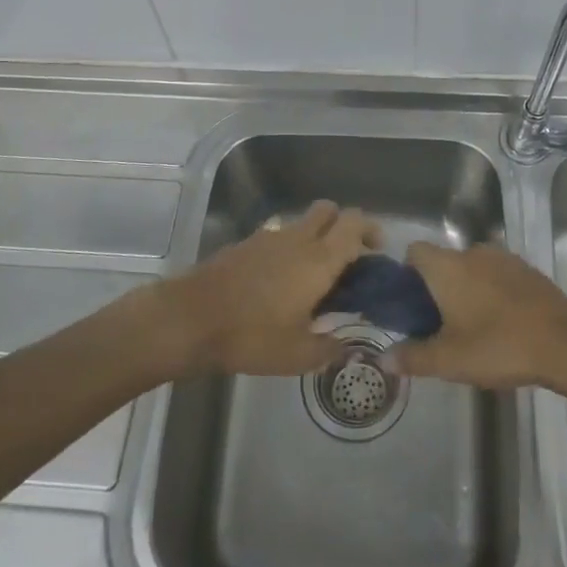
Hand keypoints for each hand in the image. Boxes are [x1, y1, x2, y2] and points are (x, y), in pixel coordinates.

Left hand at [158, 200, 379, 377]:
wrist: (189, 319)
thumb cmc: (250, 337)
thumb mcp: (297, 356)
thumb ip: (329, 349)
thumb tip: (347, 347)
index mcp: (318, 259)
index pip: (354, 223)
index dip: (371, 230)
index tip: (377, 251)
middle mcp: (297, 239)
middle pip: (329, 210)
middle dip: (344, 225)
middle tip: (348, 258)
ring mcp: (269, 238)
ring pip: (302, 222)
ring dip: (315, 238)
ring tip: (313, 277)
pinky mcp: (245, 244)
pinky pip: (278, 237)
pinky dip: (288, 250)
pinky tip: (279, 284)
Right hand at [389, 241, 566, 388]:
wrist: (564, 345)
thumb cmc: (498, 346)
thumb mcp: (448, 361)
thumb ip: (412, 357)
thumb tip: (384, 358)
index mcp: (447, 267)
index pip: (415, 251)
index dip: (408, 274)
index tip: (412, 305)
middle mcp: (473, 252)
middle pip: (444, 262)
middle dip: (439, 288)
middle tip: (441, 326)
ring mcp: (504, 258)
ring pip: (473, 269)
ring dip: (468, 290)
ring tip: (474, 328)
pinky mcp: (529, 270)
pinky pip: (499, 276)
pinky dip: (494, 292)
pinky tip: (504, 324)